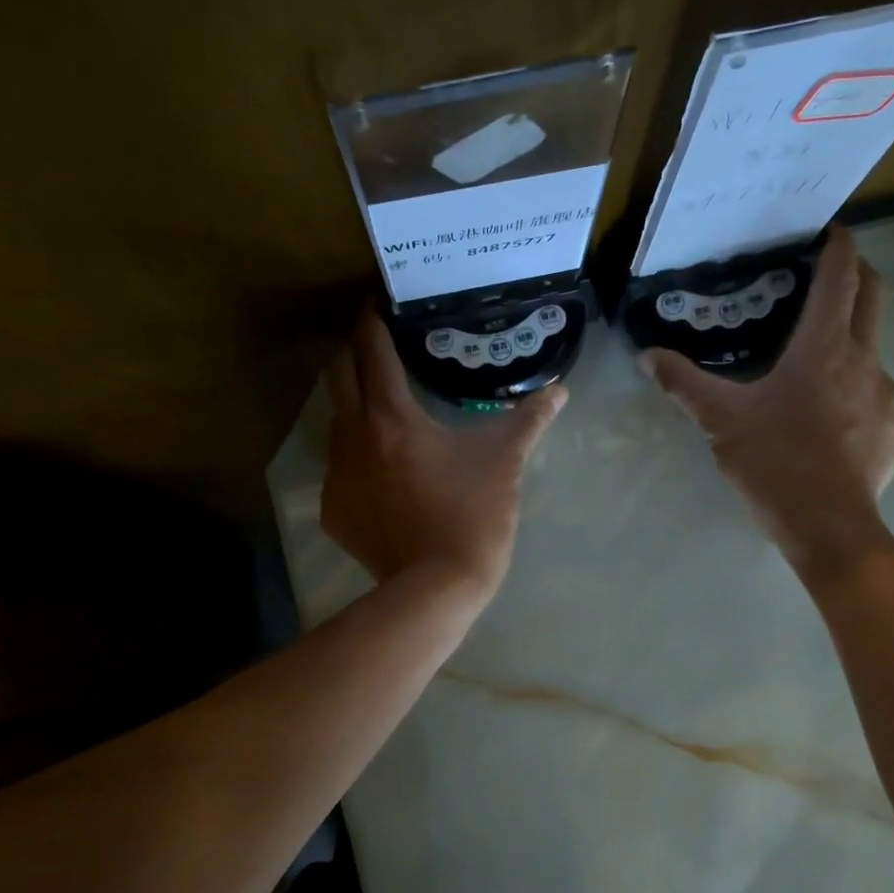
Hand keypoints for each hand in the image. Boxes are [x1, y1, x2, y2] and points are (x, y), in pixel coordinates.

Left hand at [322, 310, 566, 600]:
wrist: (435, 589)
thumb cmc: (472, 517)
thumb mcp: (504, 464)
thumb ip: (529, 421)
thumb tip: (560, 392)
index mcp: (391, 418)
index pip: (371, 350)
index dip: (371, 320)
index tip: (378, 303)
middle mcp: (352, 438)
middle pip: (338, 377)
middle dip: (355, 356)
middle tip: (380, 351)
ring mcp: (336, 477)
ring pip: (336, 424)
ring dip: (356, 408)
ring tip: (385, 411)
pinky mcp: (333, 511)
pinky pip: (340, 471)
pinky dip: (358, 461)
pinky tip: (384, 475)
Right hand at [642, 224, 893, 571]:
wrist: (827, 525)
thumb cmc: (774, 462)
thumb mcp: (721, 421)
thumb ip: (684, 384)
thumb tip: (647, 355)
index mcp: (823, 348)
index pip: (839, 278)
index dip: (838, 247)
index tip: (833, 230)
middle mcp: (866, 360)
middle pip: (874, 298)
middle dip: (860, 275)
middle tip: (837, 273)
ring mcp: (890, 396)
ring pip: (876, 355)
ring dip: (855, 348)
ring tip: (825, 372)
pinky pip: (884, 401)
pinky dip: (863, 398)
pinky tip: (841, 424)